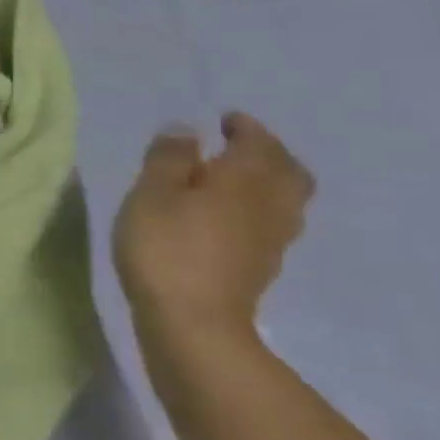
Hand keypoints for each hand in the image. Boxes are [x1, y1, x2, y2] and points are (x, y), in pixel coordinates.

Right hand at [113, 112, 315, 343]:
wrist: (193, 319)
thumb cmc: (165, 245)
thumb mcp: (151, 192)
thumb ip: (169, 158)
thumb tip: (187, 130)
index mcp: (247, 179)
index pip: (259, 143)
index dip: (245, 128)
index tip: (226, 120)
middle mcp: (271, 204)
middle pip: (288, 171)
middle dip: (268, 153)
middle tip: (238, 146)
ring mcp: (273, 239)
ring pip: (286, 199)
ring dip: (267, 181)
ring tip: (233, 179)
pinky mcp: (262, 265)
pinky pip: (272, 222)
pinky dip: (258, 208)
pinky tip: (230, 215)